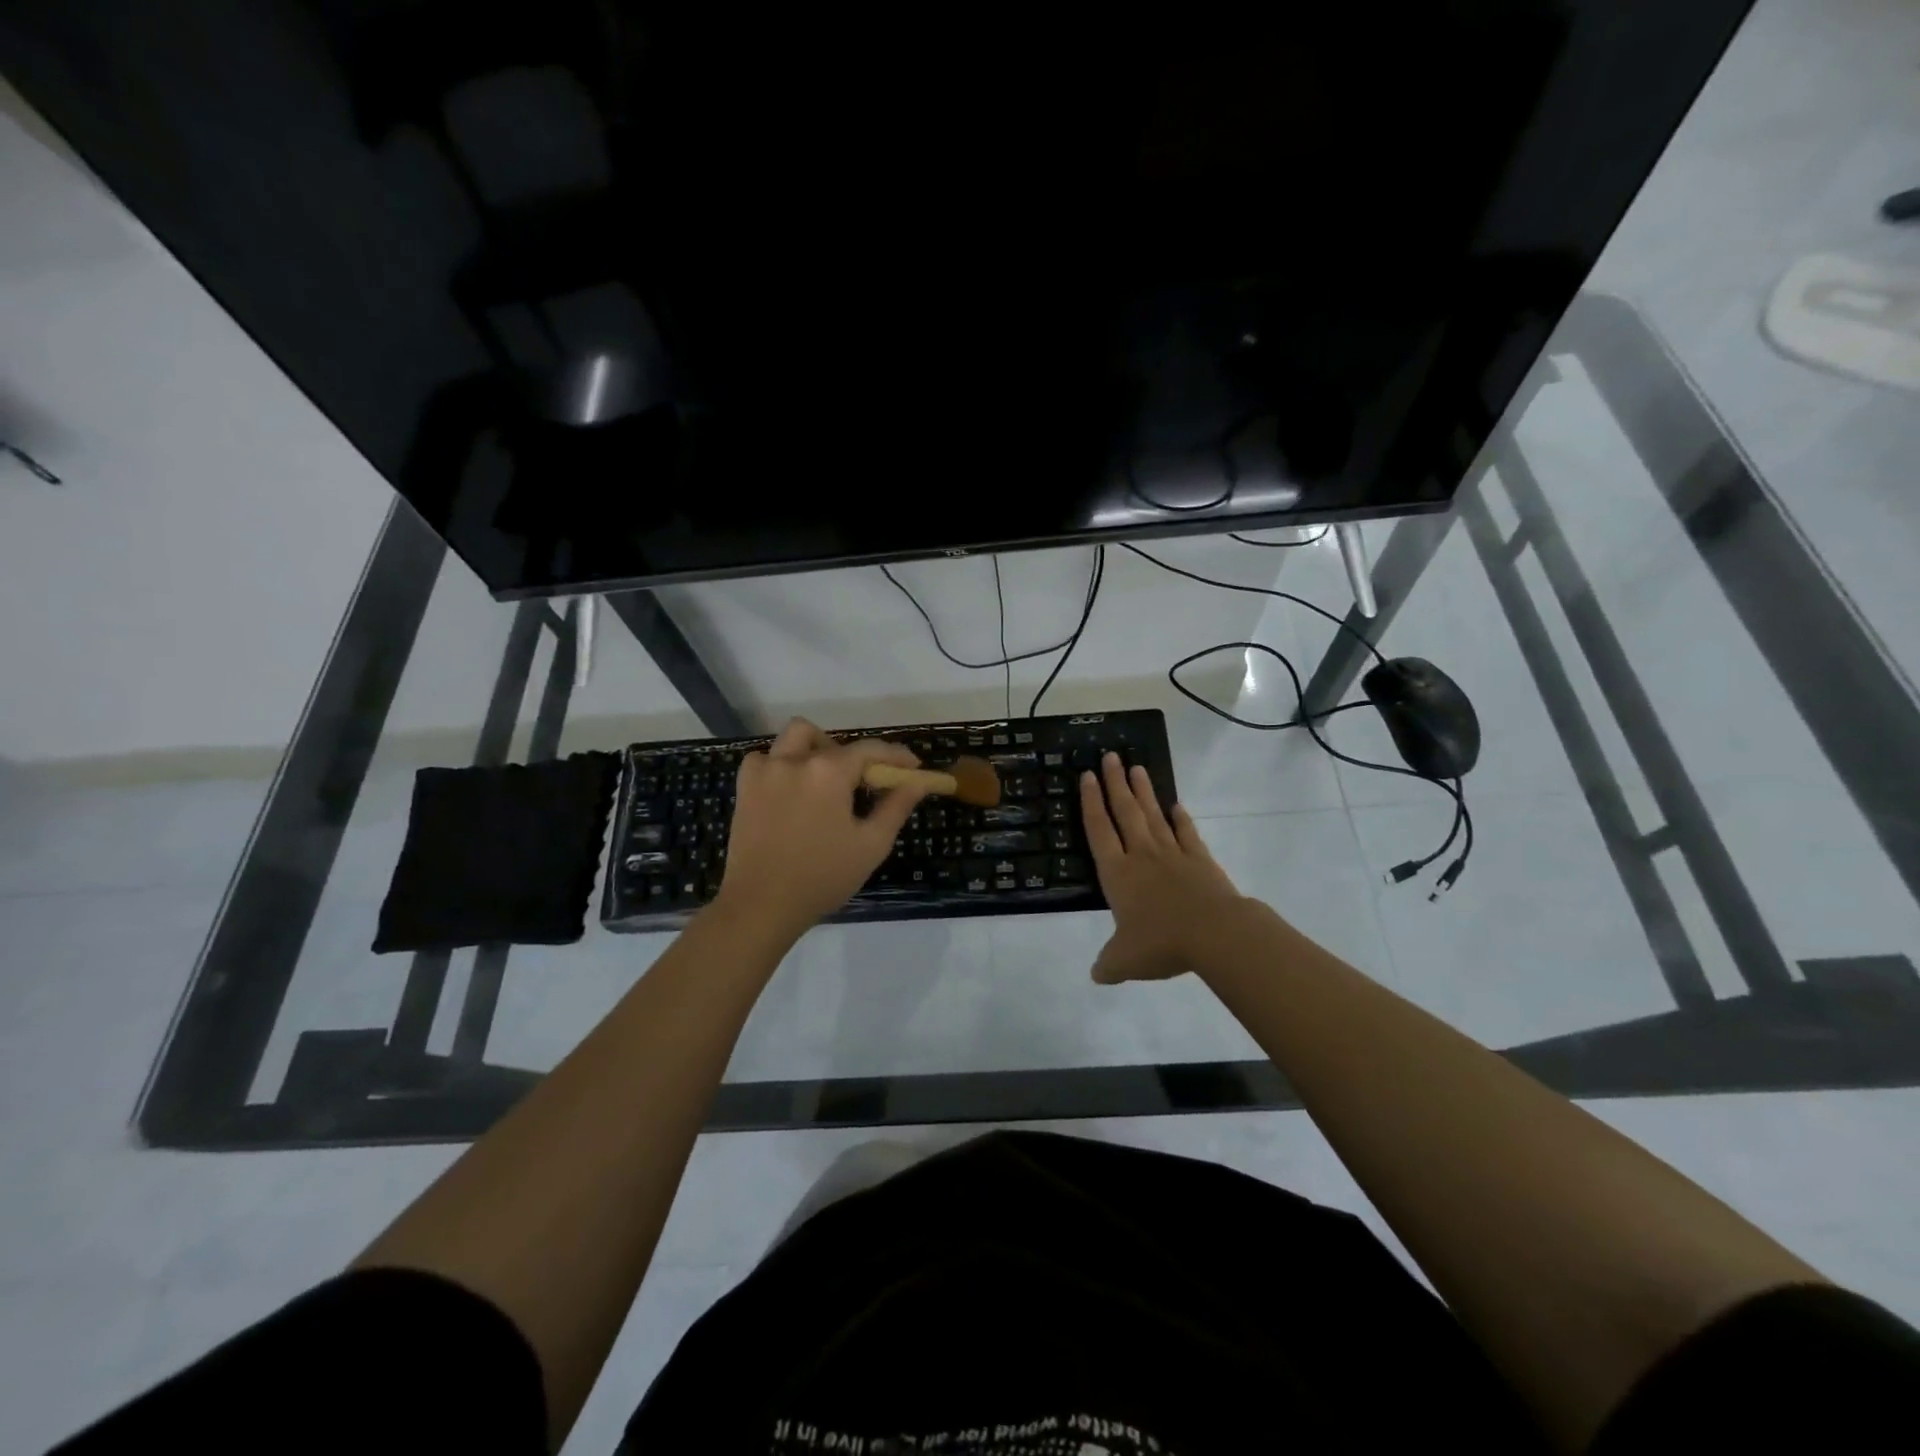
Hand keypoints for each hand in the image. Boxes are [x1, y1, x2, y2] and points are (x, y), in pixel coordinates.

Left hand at [713, 718, 928, 934]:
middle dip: (857, 758)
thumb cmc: (823, 877)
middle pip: (835, 742)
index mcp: (829, 771)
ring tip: (827, 779)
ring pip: (797, 737)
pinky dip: (783, 764)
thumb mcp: (871, 844)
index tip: (913, 768)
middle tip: (867, 785)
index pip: (871, 750)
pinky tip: (792, 789)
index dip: (896, 756)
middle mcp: (796, 760)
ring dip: (818, 749)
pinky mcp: (744, 786)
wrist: (762, 904)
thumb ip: (897, 806)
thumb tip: (919, 781)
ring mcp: (766, 770)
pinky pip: (766, 758)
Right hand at [1081, 752, 1244, 982]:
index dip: (1090, 802)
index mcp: (1117, 873)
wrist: (1214, 933)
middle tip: (1110, 756)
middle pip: (1124, 812)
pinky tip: (1176, 805)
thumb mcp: (1125, 961)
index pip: (1098, 830)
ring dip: (1143, 792)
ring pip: (1153, 815)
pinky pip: (1187, 833)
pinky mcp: (1200, 860)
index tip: (1086, 776)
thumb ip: (1109, 964)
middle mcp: (1141, 855)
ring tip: (1136, 767)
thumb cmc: (1161, 942)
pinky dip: (1181, 818)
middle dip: (1114, 783)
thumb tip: (1097, 974)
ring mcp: (1173, 854)